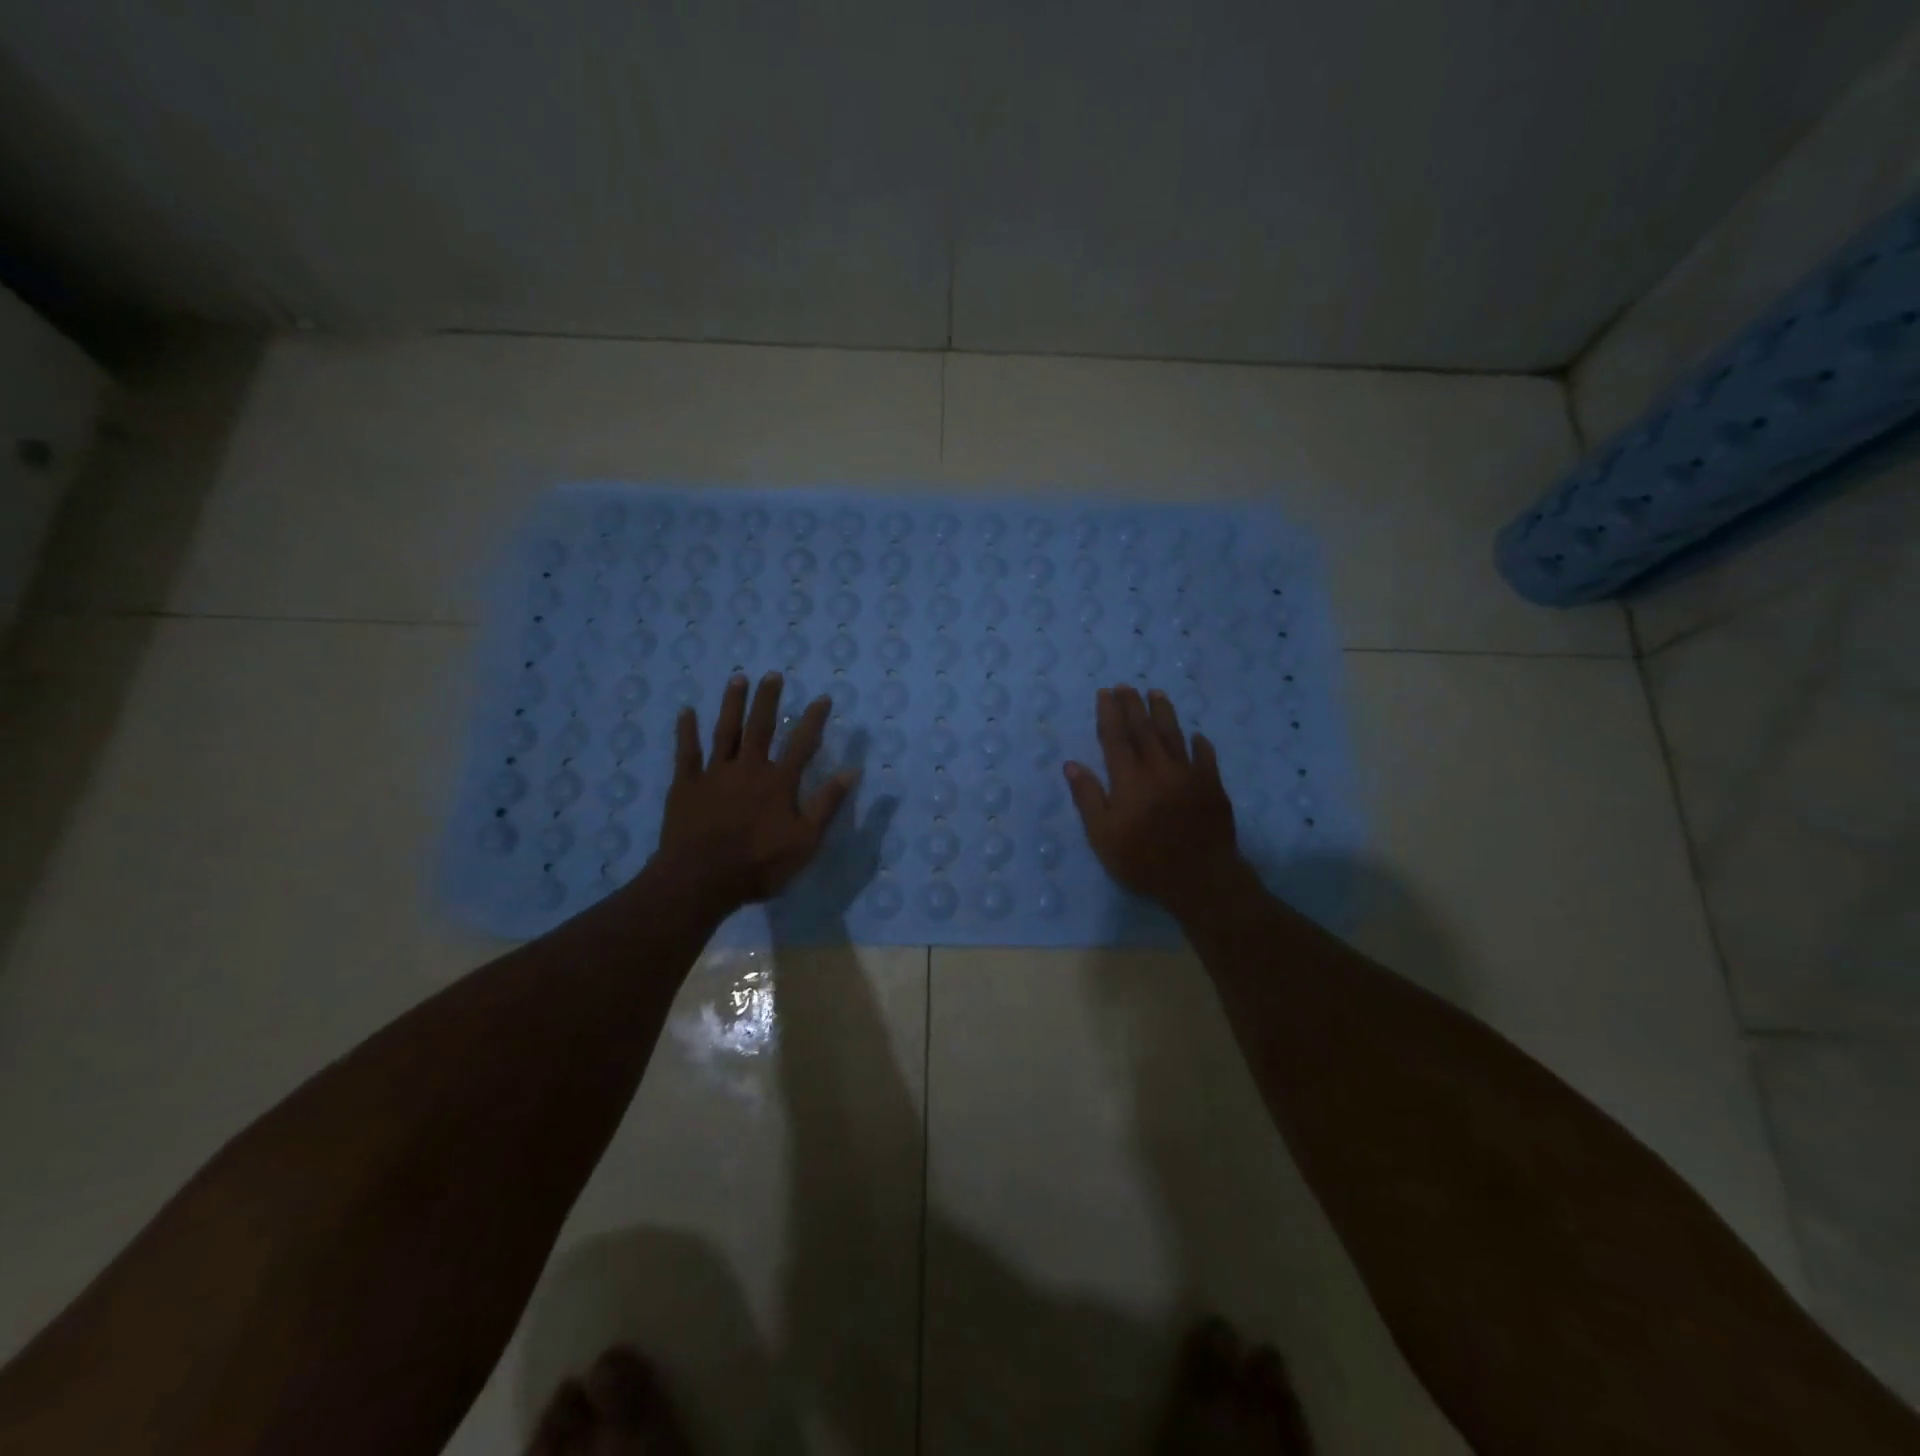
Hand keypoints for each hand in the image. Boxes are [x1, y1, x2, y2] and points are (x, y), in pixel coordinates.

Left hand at [653, 672, 857, 911]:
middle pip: (760, 727)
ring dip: (732, 704)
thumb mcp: (805, 841)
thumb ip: (826, 804)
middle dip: (768, 699)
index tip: (822, 698)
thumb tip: (852, 771)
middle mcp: (748, 768)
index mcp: (779, 782)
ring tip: (738, 678)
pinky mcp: (686, 785)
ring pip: (725, 731)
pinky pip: (686, 752)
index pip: (802, 744)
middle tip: (773, 674)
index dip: (813, 720)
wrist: (700, 880)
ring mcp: (714, 774)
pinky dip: (686, 731)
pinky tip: (686, 712)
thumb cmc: (758, 865)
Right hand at [1064, 685, 1240, 916]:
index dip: (1109, 714)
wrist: (1200, 877)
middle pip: (1144, 729)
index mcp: (1129, 778)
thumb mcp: (1103, 835)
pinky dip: (1200, 745)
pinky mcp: (1212, 787)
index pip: (1116, 737)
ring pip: (1174, 735)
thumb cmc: (1143, 860)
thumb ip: (1088, 798)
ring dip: (1164, 713)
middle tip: (1126, 686)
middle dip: (1133, 705)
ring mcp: (1189, 774)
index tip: (1105, 693)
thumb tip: (1072, 765)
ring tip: (1156, 693)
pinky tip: (1197, 736)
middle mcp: (1158, 767)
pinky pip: (1206, 758)